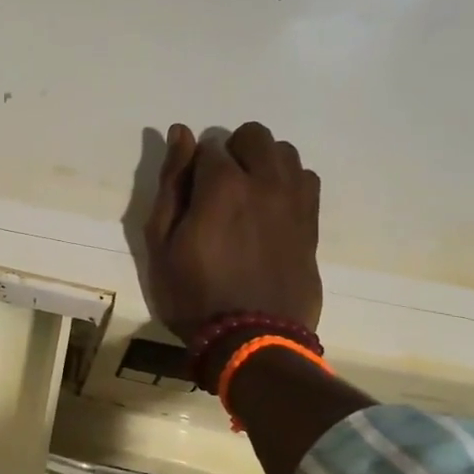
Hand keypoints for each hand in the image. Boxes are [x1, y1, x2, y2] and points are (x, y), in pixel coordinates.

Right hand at [141, 121, 322, 343]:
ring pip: (286, 153)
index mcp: (222, 185)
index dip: (196, 165)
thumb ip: (172, 183)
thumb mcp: (161, 242)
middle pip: (254, 136)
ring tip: (248, 195)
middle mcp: (264, 182)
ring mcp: (294, 202)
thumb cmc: (192, 294)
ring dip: (264, 162)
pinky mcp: (311, 223)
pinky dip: (288, 182)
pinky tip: (272, 209)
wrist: (251, 339)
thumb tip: (180, 134)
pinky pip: (307, 180)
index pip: (210, 145)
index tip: (190, 193)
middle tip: (218, 188)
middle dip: (233, 151)